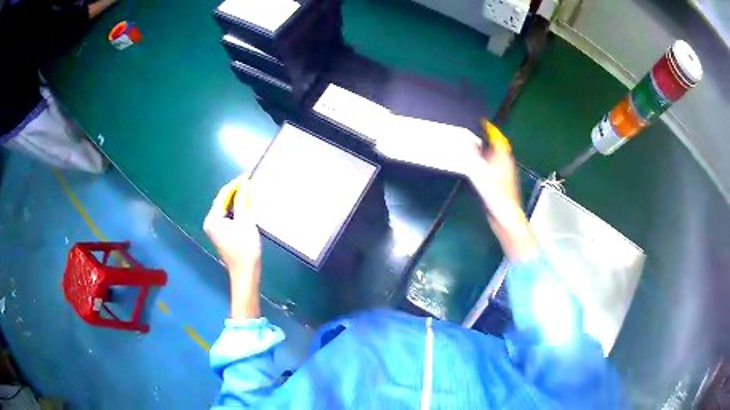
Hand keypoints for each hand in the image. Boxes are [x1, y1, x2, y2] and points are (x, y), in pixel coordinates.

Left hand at [203, 175, 261, 275]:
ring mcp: (215, 229)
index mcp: (213, 218)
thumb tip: (244, 184)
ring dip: (237, 201)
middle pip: (223, 201)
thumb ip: (243, 201)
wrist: (245, 273)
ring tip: (250, 192)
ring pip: (226, 209)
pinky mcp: (221, 235)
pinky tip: (246, 208)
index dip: (235, 184)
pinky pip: (228, 216)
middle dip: (236, 192)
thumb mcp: (246, 222)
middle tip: (250, 183)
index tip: (248, 176)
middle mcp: (210, 222)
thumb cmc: (245, 248)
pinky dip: (236, 210)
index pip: (223, 195)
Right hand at [468, 121, 537, 260]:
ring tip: (473, 147)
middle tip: (474, 134)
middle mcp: (506, 163)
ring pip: (495, 157)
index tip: (481, 123)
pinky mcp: (501, 183)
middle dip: (487, 139)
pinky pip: (493, 167)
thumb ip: (473, 157)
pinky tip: (477, 167)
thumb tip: (465, 142)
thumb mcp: (481, 173)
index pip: (498, 138)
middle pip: (497, 147)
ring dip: (486, 151)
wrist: (506, 216)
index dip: (490, 129)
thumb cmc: (497, 194)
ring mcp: (505, 174)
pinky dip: (485, 162)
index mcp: (504, 158)